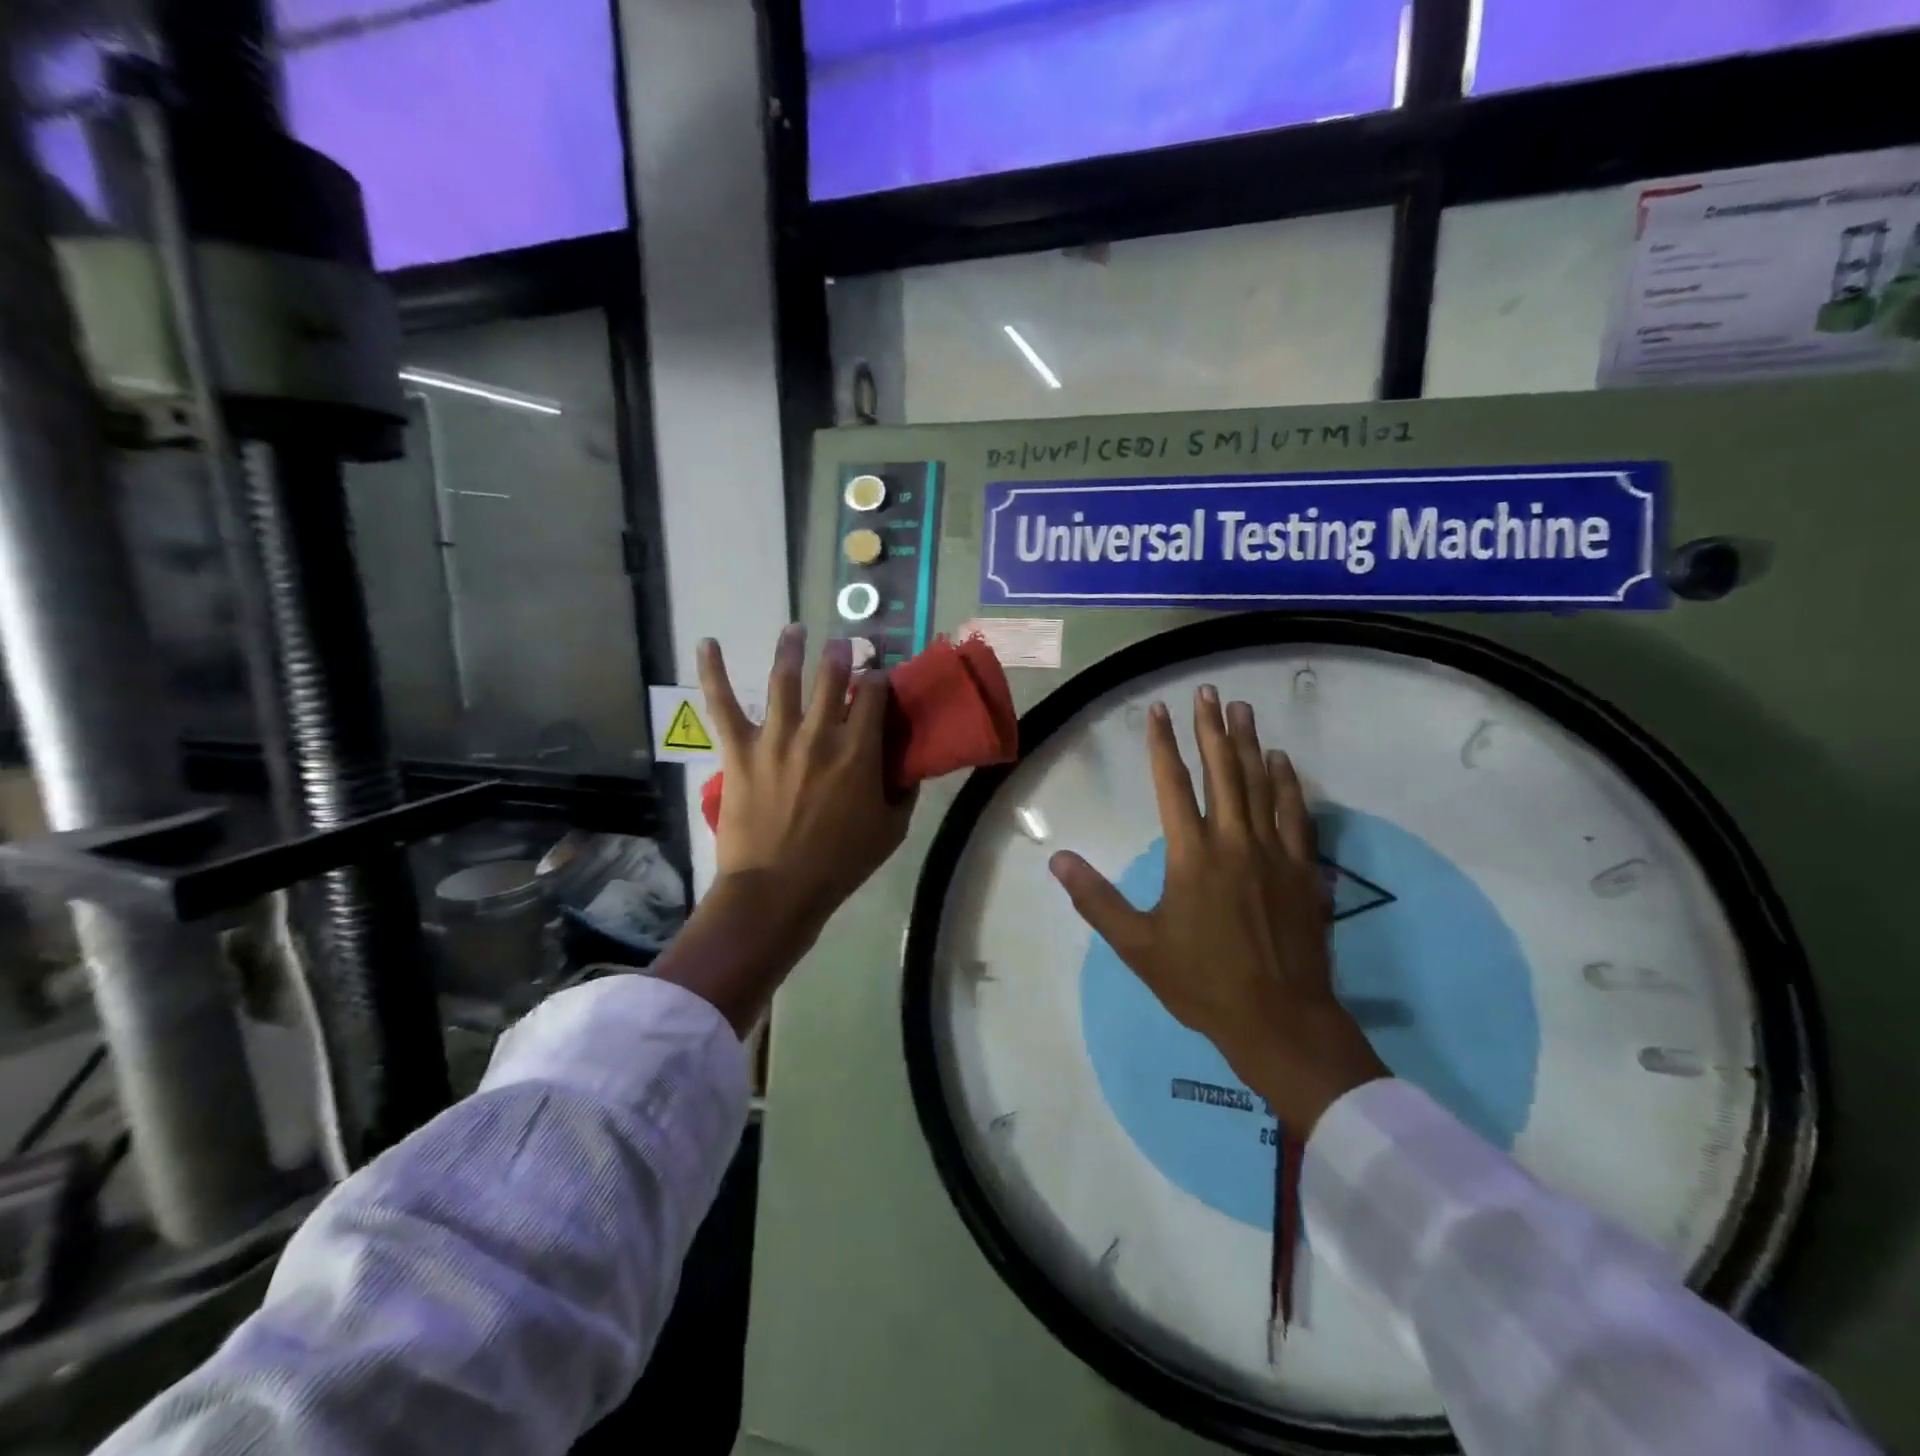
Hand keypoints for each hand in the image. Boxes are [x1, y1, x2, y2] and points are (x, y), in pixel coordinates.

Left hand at [699, 625, 913, 935]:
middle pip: (832, 676)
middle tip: (843, 643)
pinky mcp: (740, 750)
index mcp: (859, 750)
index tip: (880, 677)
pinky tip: (708, 643)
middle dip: (841, 654)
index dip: (880, 679)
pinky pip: (721, 704)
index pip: (874, 695)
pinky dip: (712, 672)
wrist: (778, 887)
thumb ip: (903, 792)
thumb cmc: (840, 863)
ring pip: (784, 679)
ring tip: (795, 629)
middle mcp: (820, 733)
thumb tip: (907, 767)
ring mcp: (776, 737)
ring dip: (791, 648)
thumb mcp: (891, 830)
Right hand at [1049, 688, 1386, 1135]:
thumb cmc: (1201, 982)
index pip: (1173, 785)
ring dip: (1250, 744)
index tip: (1159, 711)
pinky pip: (1296, 814)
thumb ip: (1096, 899)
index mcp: (1191, 855)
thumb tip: (1059, 859)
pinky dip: (1288, 784)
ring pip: (1260, 784)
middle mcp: (1233, 841)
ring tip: (1243, 709)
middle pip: (1222, 771)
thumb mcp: (1137, 945)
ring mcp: (1274, 852)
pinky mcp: (1303, 870)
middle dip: (1212, 728)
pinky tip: (1283, 762)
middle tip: (1209, 691)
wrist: (1279, 1019)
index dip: (1164, 745)